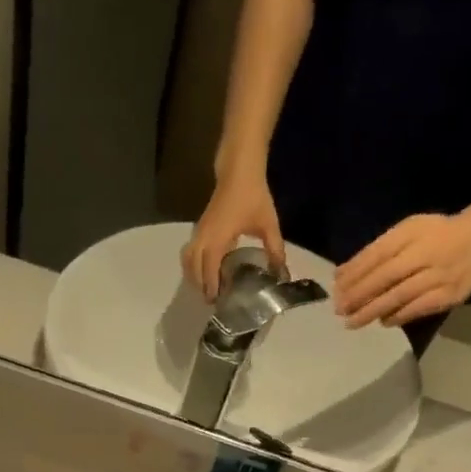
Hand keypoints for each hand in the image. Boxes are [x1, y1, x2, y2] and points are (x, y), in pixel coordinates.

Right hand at [182, 168, 285, 300]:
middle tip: (212, 300)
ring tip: (206, 287)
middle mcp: (203, 238)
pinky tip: (205, 268)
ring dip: (194, 275)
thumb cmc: (253, 196)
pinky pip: (190, 251)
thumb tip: (282, 273)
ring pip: (188, 260)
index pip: (209, 270)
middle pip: (194, 268)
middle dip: (201, 285)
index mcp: (218, 240)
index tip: (216, 301)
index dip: (211, 287)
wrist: (238, 170)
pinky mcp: (200, 227)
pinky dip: (194, 263)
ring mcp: (199, 232)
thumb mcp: (268, 225)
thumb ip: (275, 250)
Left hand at [334, 207, 470, 327]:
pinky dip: (398, 316)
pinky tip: (383, 321)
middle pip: (385, 277)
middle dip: (358, 296)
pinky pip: (419, 308)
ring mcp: (439, 275)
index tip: (336, 290)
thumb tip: (342, 274)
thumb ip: (376, 250)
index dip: (354, 275)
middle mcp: (425, 254)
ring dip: (372, 310)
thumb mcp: (408, 230)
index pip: (376, 256)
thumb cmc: (439, 233)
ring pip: (399, 295)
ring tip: (353, 322)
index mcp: (412, 234)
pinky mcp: (451, 294)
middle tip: (339, 310)